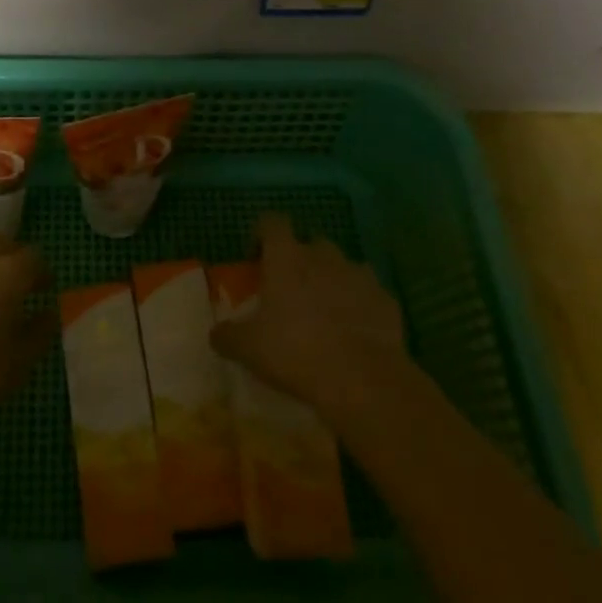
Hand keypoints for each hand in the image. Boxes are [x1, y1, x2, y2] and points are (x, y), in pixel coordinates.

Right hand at [210, 214, 418, 429]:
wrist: (363, 379)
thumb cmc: (296, 352)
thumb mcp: (249, 348)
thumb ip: (228, 336)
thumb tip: (215, 333)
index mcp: (286, 257)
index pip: (272, 223)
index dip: (262, 234)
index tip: (256, 256)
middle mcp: (323, 256)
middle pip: (310, 243)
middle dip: (301, 259)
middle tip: (292, 289)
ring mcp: (359, 275)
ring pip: (342, 266)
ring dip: (332, 280)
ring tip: (325, 311)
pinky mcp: (386, 300)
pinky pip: (369, 294)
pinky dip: (360, 305)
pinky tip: (355, 331)